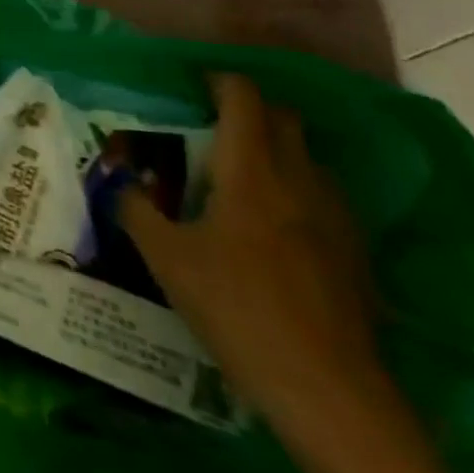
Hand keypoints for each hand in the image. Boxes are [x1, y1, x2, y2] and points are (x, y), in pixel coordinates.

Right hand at [120, 73, 375, 420]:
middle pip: (283, 118)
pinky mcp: (355, 252)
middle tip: (213, 128)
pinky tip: (275, 227)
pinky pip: (323, 196)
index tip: (195, 87)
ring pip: (307, 157)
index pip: (244, 99)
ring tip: (240, 178)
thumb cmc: (237, 309)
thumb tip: (118, 182)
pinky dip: (296, 190)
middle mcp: (298, 179)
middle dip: (250, 110)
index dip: (220, 82)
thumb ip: (136, 210)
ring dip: (276, 151)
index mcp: (251, 170)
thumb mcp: (166, 259)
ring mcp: (335, 215)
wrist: (328, 390)